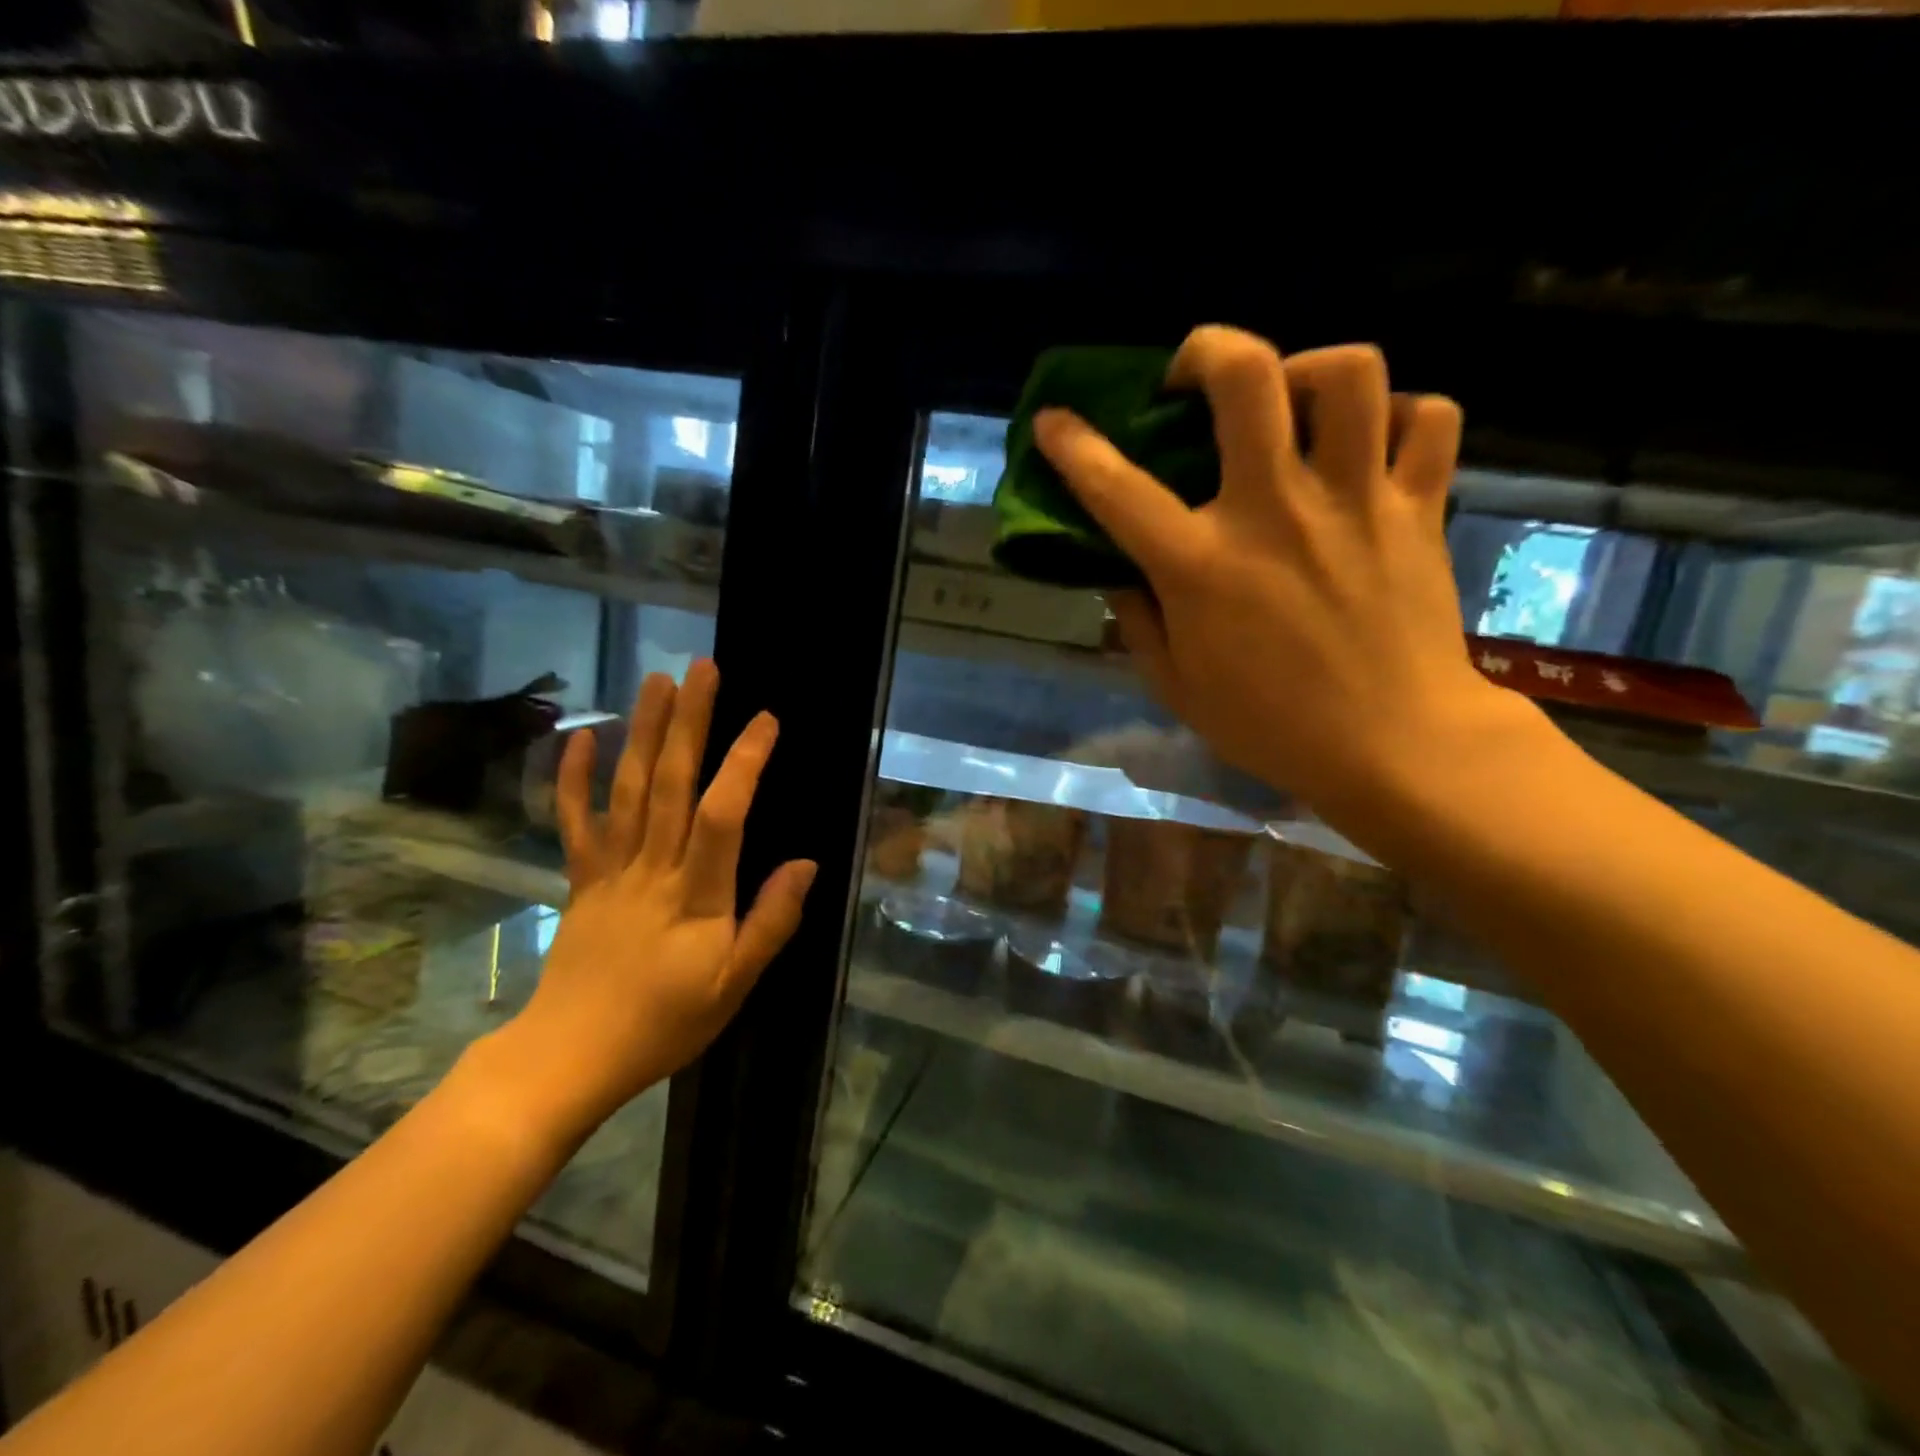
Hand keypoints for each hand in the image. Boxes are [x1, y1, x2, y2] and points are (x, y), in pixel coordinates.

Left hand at [495, 660, 814, 1137]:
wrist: (568, 1057)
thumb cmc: (663, 1024)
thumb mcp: (733, 985)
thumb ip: (771, 922)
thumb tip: (807, 863)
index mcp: (695, 895)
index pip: (722, 815)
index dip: (743, 763)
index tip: (766, 720)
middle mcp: (651, 868)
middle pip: (669, 784)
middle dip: (688, 722)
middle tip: (702, 668)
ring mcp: (610, 869)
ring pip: (627, 790)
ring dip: (641, 731)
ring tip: (656, 680)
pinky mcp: (581, 878)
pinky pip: (574, 821)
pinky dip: (574, 777)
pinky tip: (582, 736)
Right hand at [1035, 326, 1525, 820]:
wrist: (1394, 747)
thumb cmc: (1272, 725)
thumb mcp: (1177, 686)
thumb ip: (1137, 621)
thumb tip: (1118, 572)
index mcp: (1202, 565)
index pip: (1117, 487)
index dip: (1073, 445)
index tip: (1054, 421)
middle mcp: (1274, 511)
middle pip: (1246, 376)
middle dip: (1207, 351)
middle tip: (1195, 380)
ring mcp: (1354, 501)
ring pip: (1349, 373)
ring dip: (1309, 370)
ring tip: (1292, 404)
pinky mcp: (1418, 508)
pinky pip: (1428, 419)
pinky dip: (1400, 417)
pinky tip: (1372, 445)